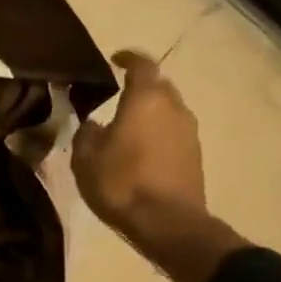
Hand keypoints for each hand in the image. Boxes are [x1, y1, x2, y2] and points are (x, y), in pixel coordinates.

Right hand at [73, 50, 246, 281]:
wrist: (167, 223)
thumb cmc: (121, 183)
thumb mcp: (85, 158)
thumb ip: (86, 133)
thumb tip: (92, 123)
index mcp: (145, 99)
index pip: (141, 64)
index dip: (128, 58)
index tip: (115, 60)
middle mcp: (173, 107)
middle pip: (159, 85)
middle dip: (140, 86)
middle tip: (118, 96)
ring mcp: (189, 132)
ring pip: (168, 110)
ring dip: (151, 113)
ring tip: (128, 127)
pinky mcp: (195, 155)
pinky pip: (174, 133)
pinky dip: (159, 133)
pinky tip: (141, 150)